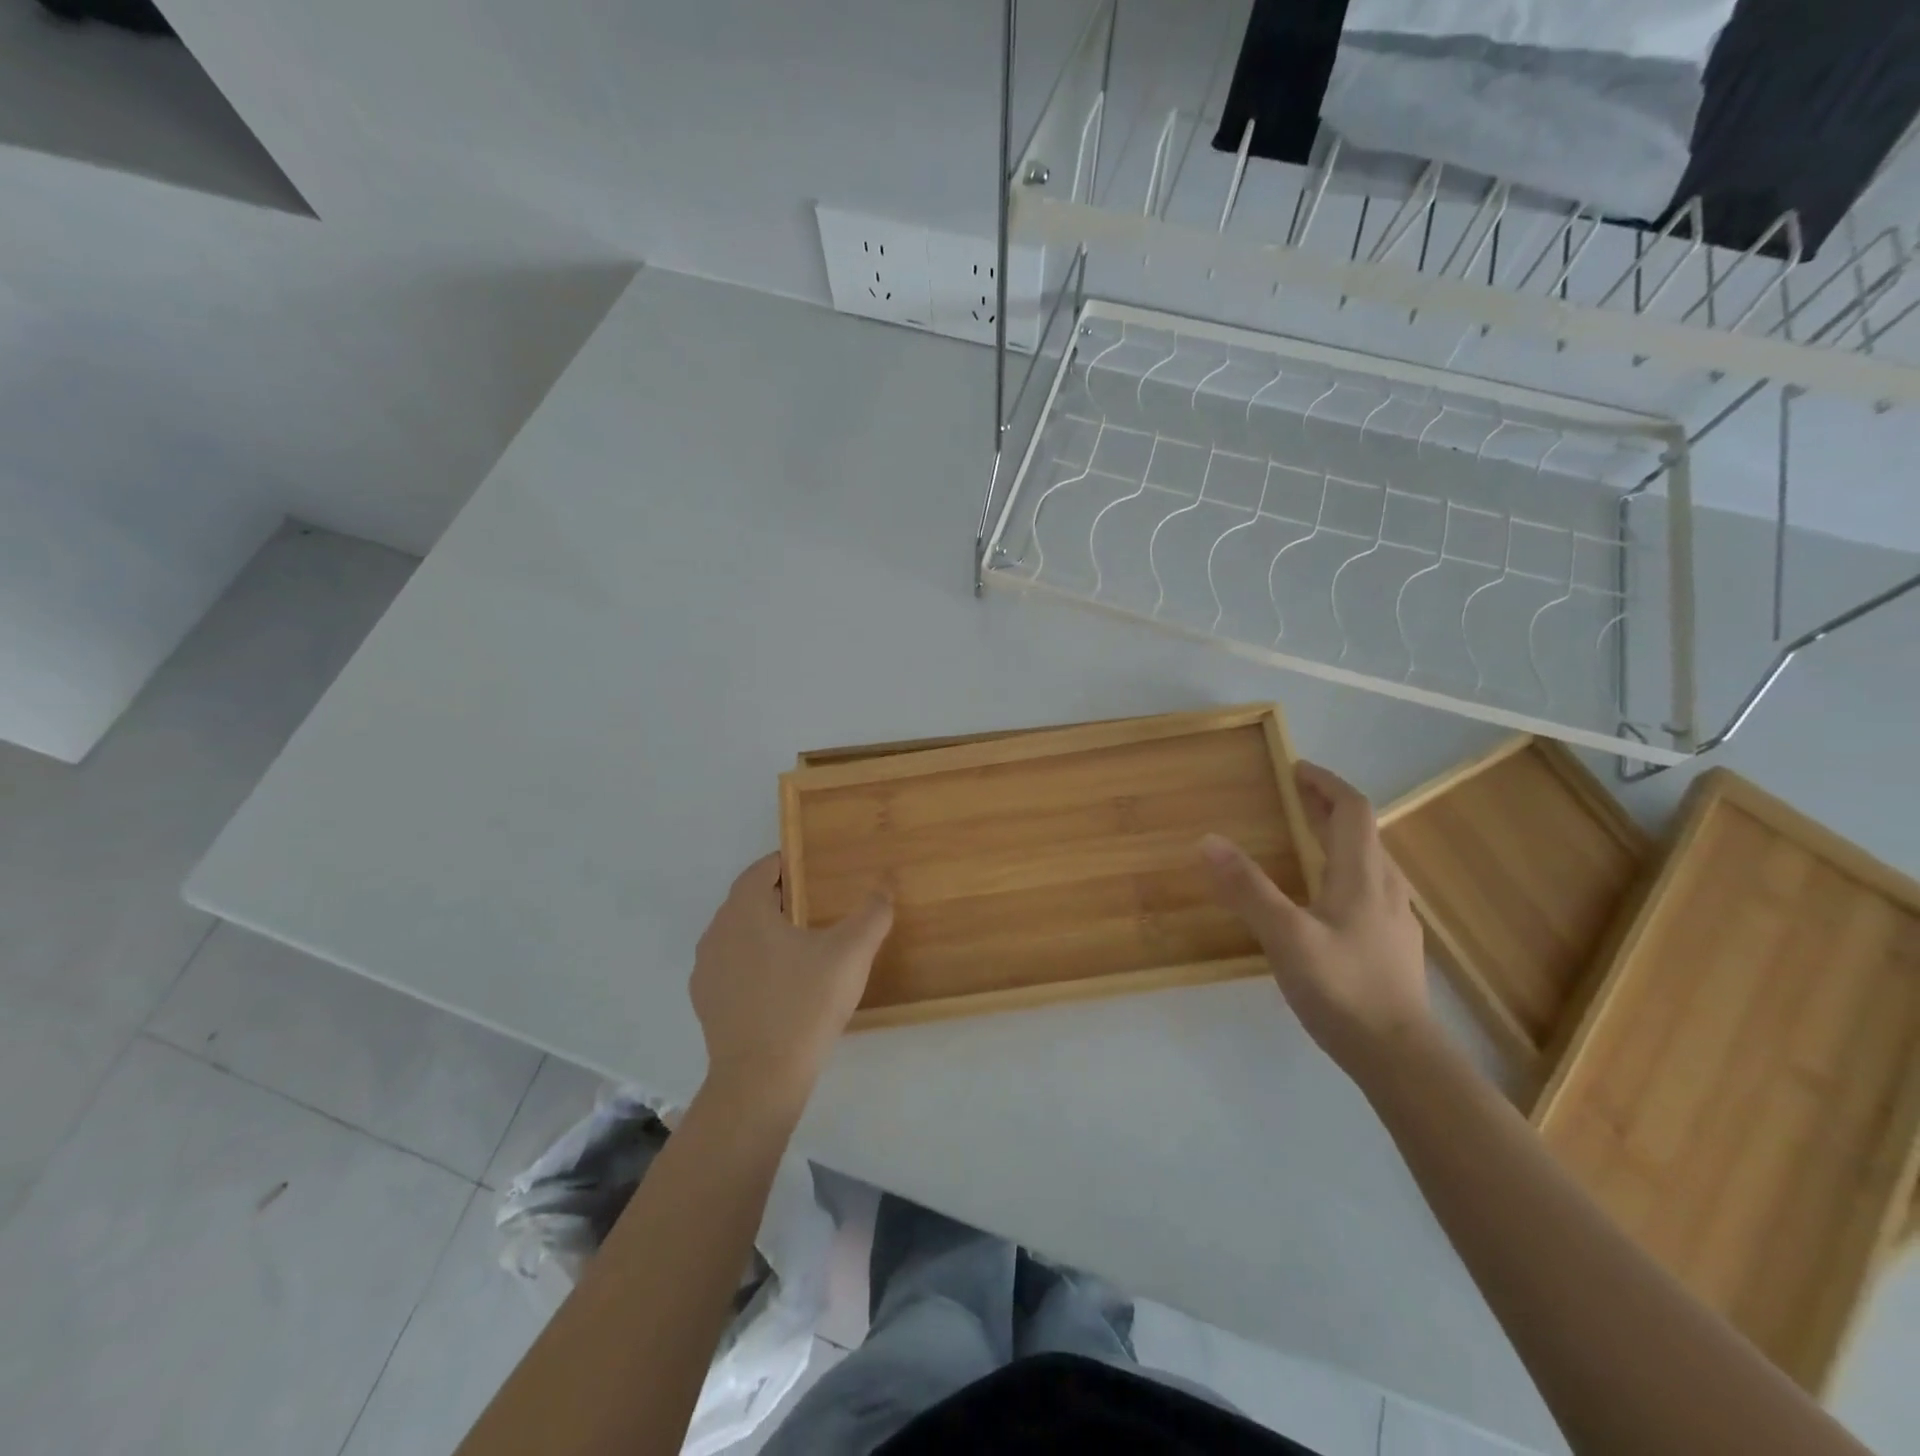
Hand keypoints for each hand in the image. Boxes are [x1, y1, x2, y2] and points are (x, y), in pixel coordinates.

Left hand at [691, 852, 893, 1102]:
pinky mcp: (706, 1003)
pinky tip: (781, 982)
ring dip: (765, 930)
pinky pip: (731, 966)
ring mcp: (706, 971)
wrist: (761, 1080)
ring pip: (738, 935)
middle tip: (816, 903)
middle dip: (779, 897)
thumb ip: (872, 914)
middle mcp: (716, 933)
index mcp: (744, 912)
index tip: (811, 867)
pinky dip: (753, 962)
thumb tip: (883, 888)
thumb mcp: (850, 954)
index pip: (759, 871)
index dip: (785, 863)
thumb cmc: (805, 1004)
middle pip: (747, 901)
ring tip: (801, 943)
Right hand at [1199, 762, 1430, 1070]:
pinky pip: (1369, 888)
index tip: (1296, 769)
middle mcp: (1385, 887)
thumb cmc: (1343, 989)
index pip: (1353, 810)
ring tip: (1305, 840)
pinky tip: (1325, 898)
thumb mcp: (1286, 937)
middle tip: (1292, 796)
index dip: (1326, 784)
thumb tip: (1209, 839)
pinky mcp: (1393, 945)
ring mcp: (1394, 918)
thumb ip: (1248, 888)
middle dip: (1327, 807)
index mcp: (1363, 876)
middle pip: (1362, 832)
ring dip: (1338, 838)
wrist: (1401, 1057)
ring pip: (1369, 861)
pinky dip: (1344, 870)